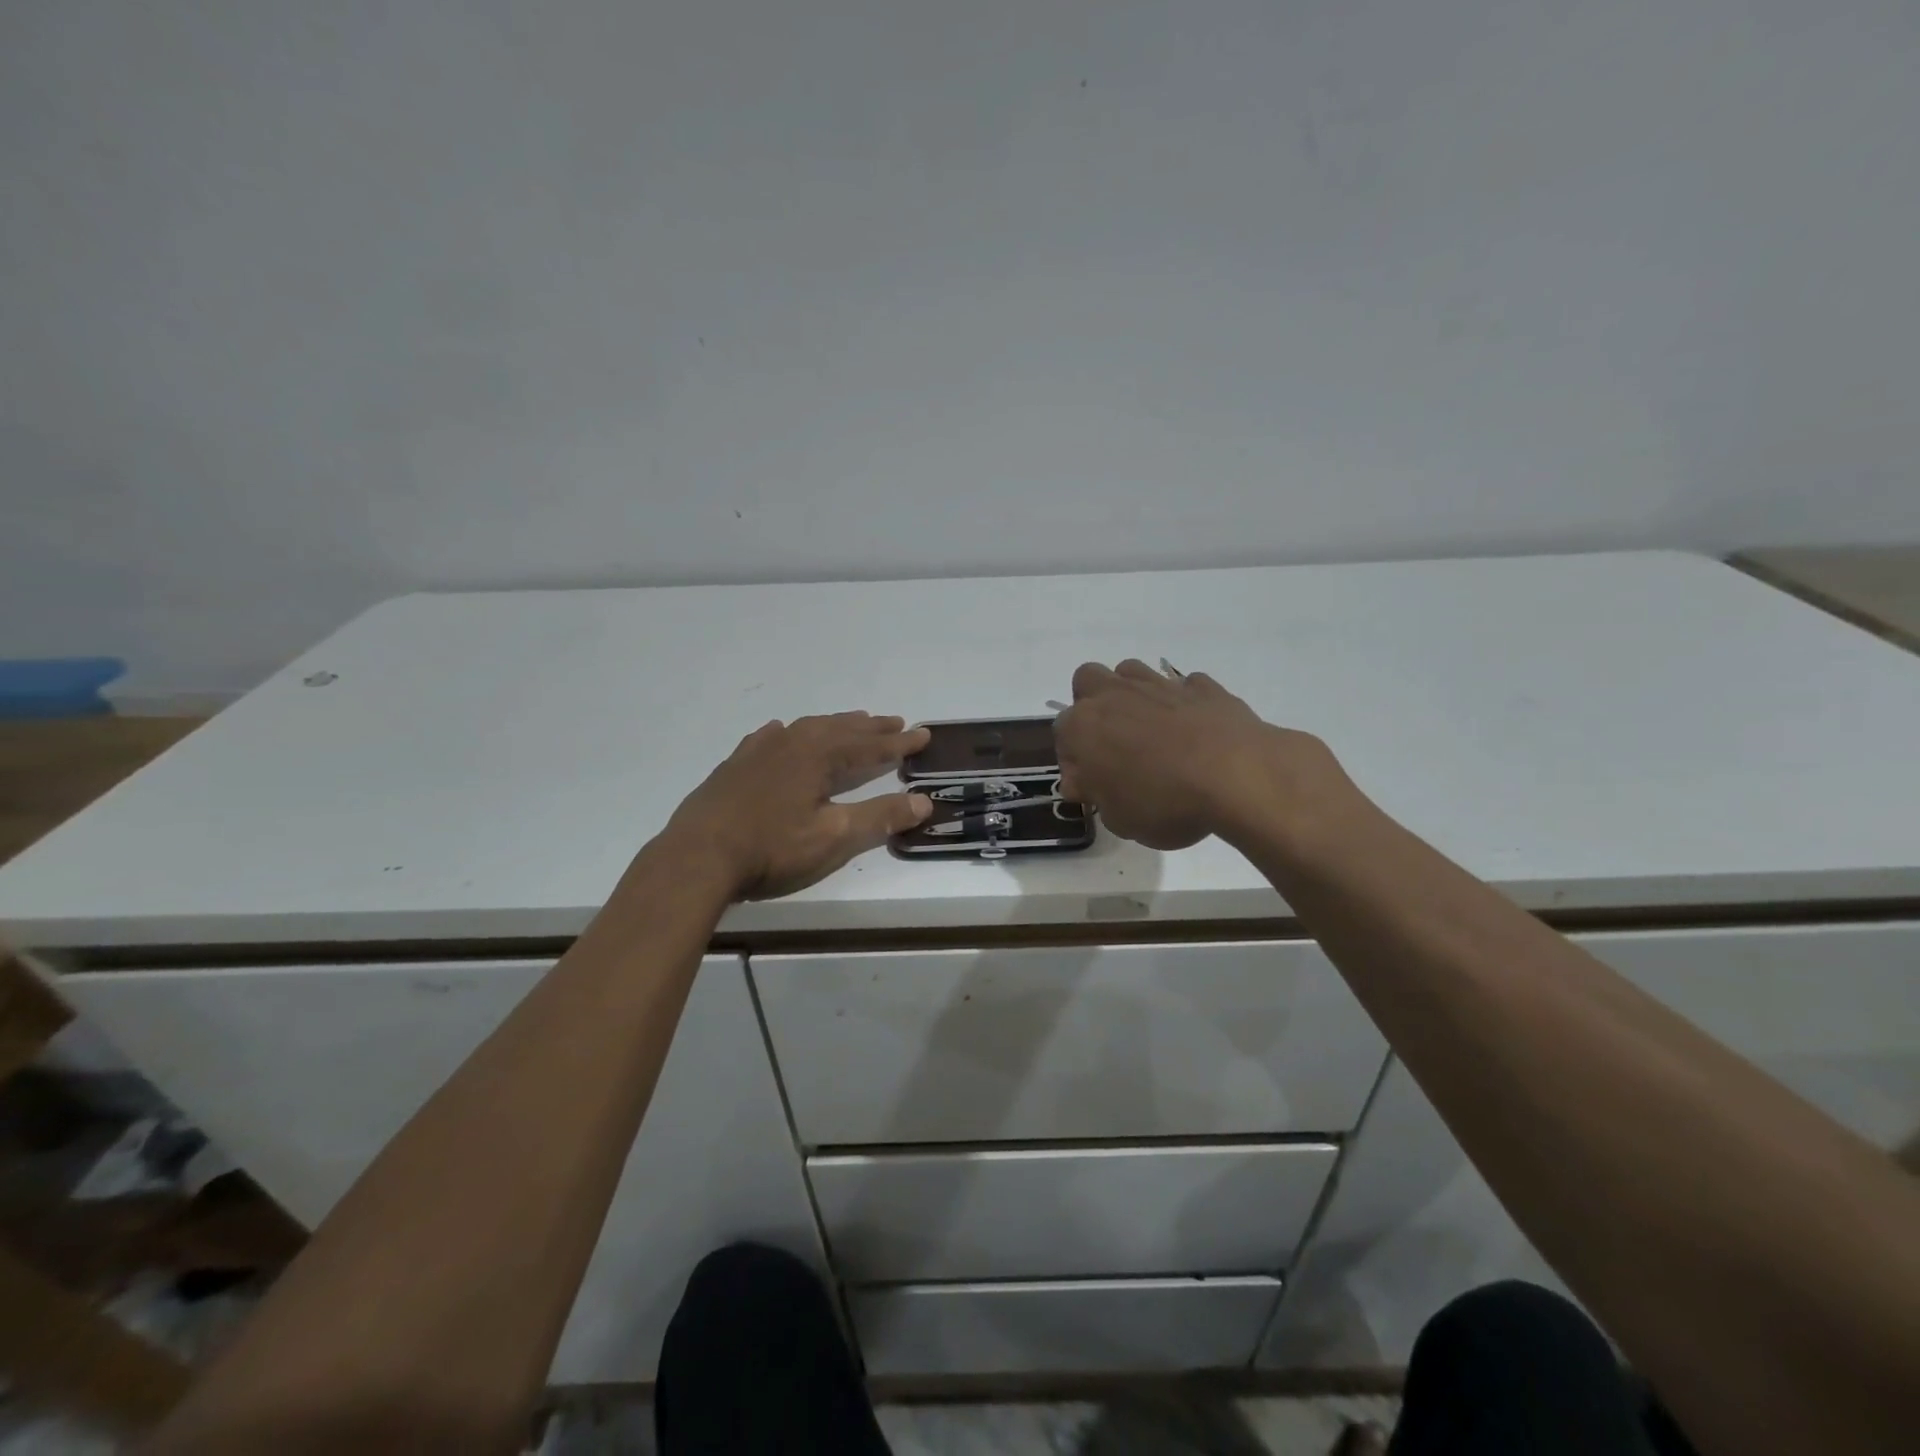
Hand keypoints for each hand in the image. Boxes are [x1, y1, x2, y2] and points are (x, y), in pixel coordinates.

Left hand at [661, 713, 932, 899]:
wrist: (698, 855)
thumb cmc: (771, 848)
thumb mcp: (833, 837)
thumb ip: (879, 817)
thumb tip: (924, 801)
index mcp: (818, 756)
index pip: (869, 746)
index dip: (899, 743)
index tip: (923, 734)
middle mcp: (791, 743)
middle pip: (840, 730)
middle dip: (870, 728)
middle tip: (895, 723)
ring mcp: (759, 751)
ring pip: (806, 728)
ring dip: (834, 725)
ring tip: (852, 723)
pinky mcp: (735, 765)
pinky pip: (769, 737)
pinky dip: (789, 733)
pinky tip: (783, 732)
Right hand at [1055, 660, 1347, 850]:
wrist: (1236, 775)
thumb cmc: (1163, 802)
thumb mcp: (1118, 818)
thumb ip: (1095, 794)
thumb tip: (1082, 780)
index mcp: (1084, 726)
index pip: (1062, 732)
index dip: (1074, 759)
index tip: (1091, 784)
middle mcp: (1115, 695)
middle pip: (1088, 680)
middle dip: (1093, 704)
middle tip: (1112, 741)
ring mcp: (1160, 685)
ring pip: (1131, 671)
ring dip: (1133, 694)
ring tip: (1150, 731)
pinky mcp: (1202, 686)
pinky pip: (1183, 685)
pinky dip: (1182, 702)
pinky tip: (1194, 730)